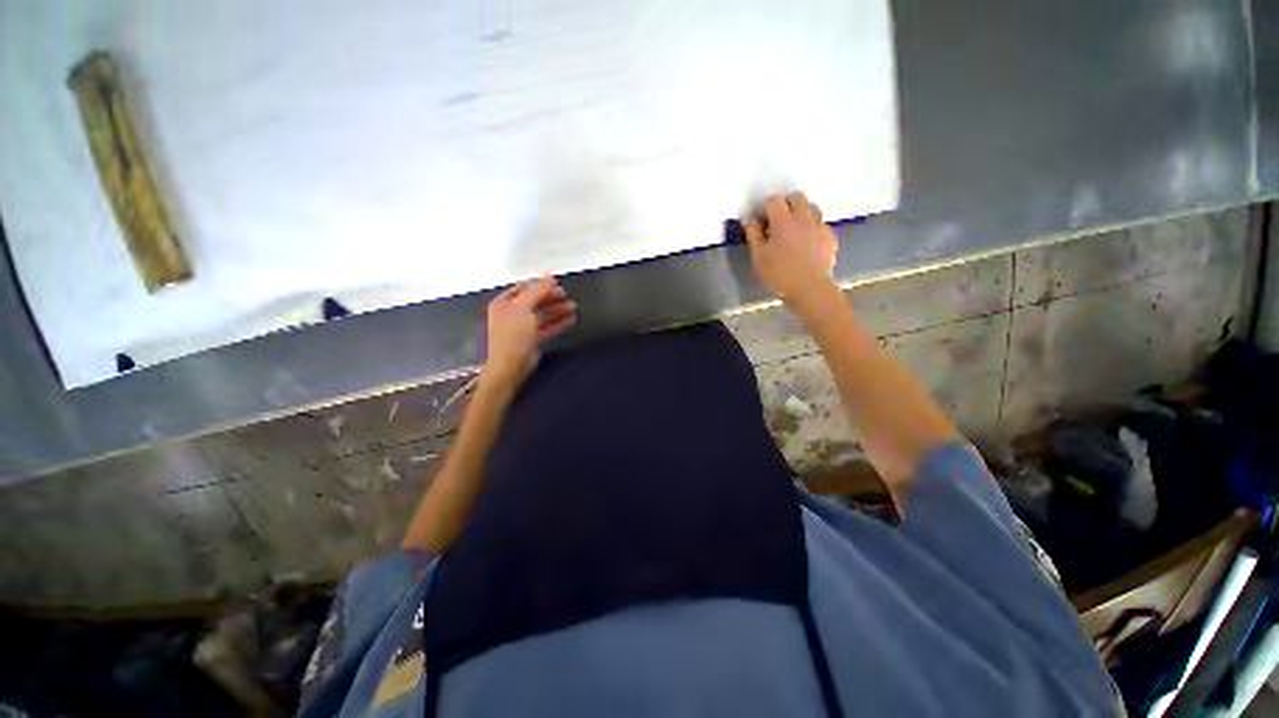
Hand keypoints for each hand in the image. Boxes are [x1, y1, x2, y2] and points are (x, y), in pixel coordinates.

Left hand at [483, 276, 576, 387]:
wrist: (510, 366)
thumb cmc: (513, 334)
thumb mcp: (524, 309)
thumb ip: (538, 292)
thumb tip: (551, 277)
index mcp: (504, 303)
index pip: (524, 288)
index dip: (540, 285)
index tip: (557, 285)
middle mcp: (512, 313)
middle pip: (535, 301)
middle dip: (551, 298)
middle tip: (567, 297)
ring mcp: (522, 327)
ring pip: (542, 314)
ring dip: (557, 310)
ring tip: (573, 308)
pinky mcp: (532, 339)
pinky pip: (546, 326)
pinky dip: (557, 322)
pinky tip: (570, 320)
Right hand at [742, 192, 838, 309]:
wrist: (810, 289)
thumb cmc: (779, 275)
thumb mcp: (758, 257)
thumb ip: (753, 234)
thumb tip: (748, 218)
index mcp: (783, 220)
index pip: (773, 200)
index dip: (764, 208)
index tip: (760, 222)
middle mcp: (804, 217)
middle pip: (795, 197)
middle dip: (784, 203)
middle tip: (776, 221)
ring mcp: (820, 225)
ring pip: (811, 207)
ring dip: (800, 212)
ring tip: (792, 229)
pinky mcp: (830, 236)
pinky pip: (820, 223)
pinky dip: (811, 226)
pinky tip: (806, 241)